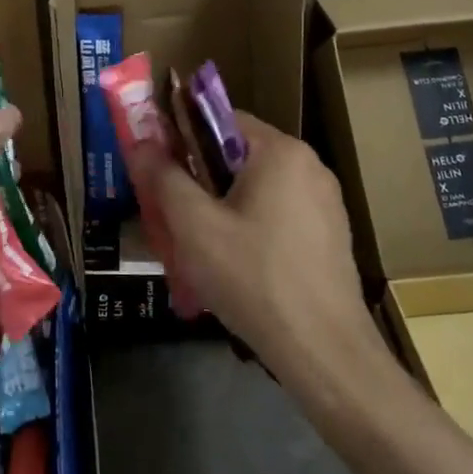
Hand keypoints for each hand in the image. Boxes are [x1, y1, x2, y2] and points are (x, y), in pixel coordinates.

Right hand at [123, 113, 377, 387]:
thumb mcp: (195, 227)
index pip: (221, 119)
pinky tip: (236, 268)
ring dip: (224, 209)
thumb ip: (164, 178)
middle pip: (238, 156)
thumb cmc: (254, 278)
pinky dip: (252, 229)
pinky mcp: (332, 237)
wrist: (326, 354)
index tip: (159, 170)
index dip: (183, 139)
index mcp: (281, 151)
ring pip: (257, 190)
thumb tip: (140, 141)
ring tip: (198, 248)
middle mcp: (310, 166)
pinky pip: (279, 216)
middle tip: (172, 215)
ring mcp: (326, 203)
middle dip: (201, 181)